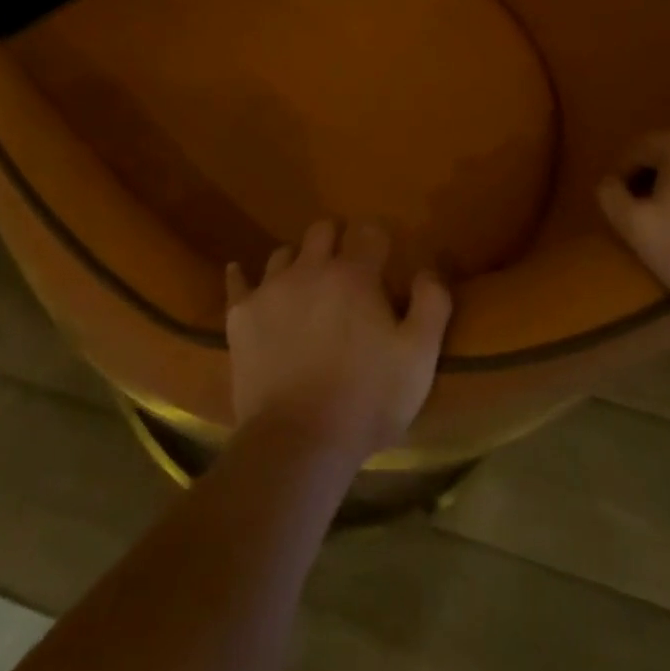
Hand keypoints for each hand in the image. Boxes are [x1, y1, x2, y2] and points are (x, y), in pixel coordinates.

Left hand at [225, 219, 452, 462]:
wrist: (298, 440)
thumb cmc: (366, 400)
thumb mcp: (419, 358)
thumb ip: (431, 304)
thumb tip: (426, 270)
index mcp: (355, 275)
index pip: (369, 231)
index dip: (378, 239)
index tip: (383, 256)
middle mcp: (310, 268)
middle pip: (322, 230)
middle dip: (336, 239)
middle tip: (345, 266)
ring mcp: (271, 288)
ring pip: (283, 252)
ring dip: (297, 260)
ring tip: (304, 281)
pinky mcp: (241, 313)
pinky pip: (238, 280)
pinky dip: (242, 275)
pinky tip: (241, 274)